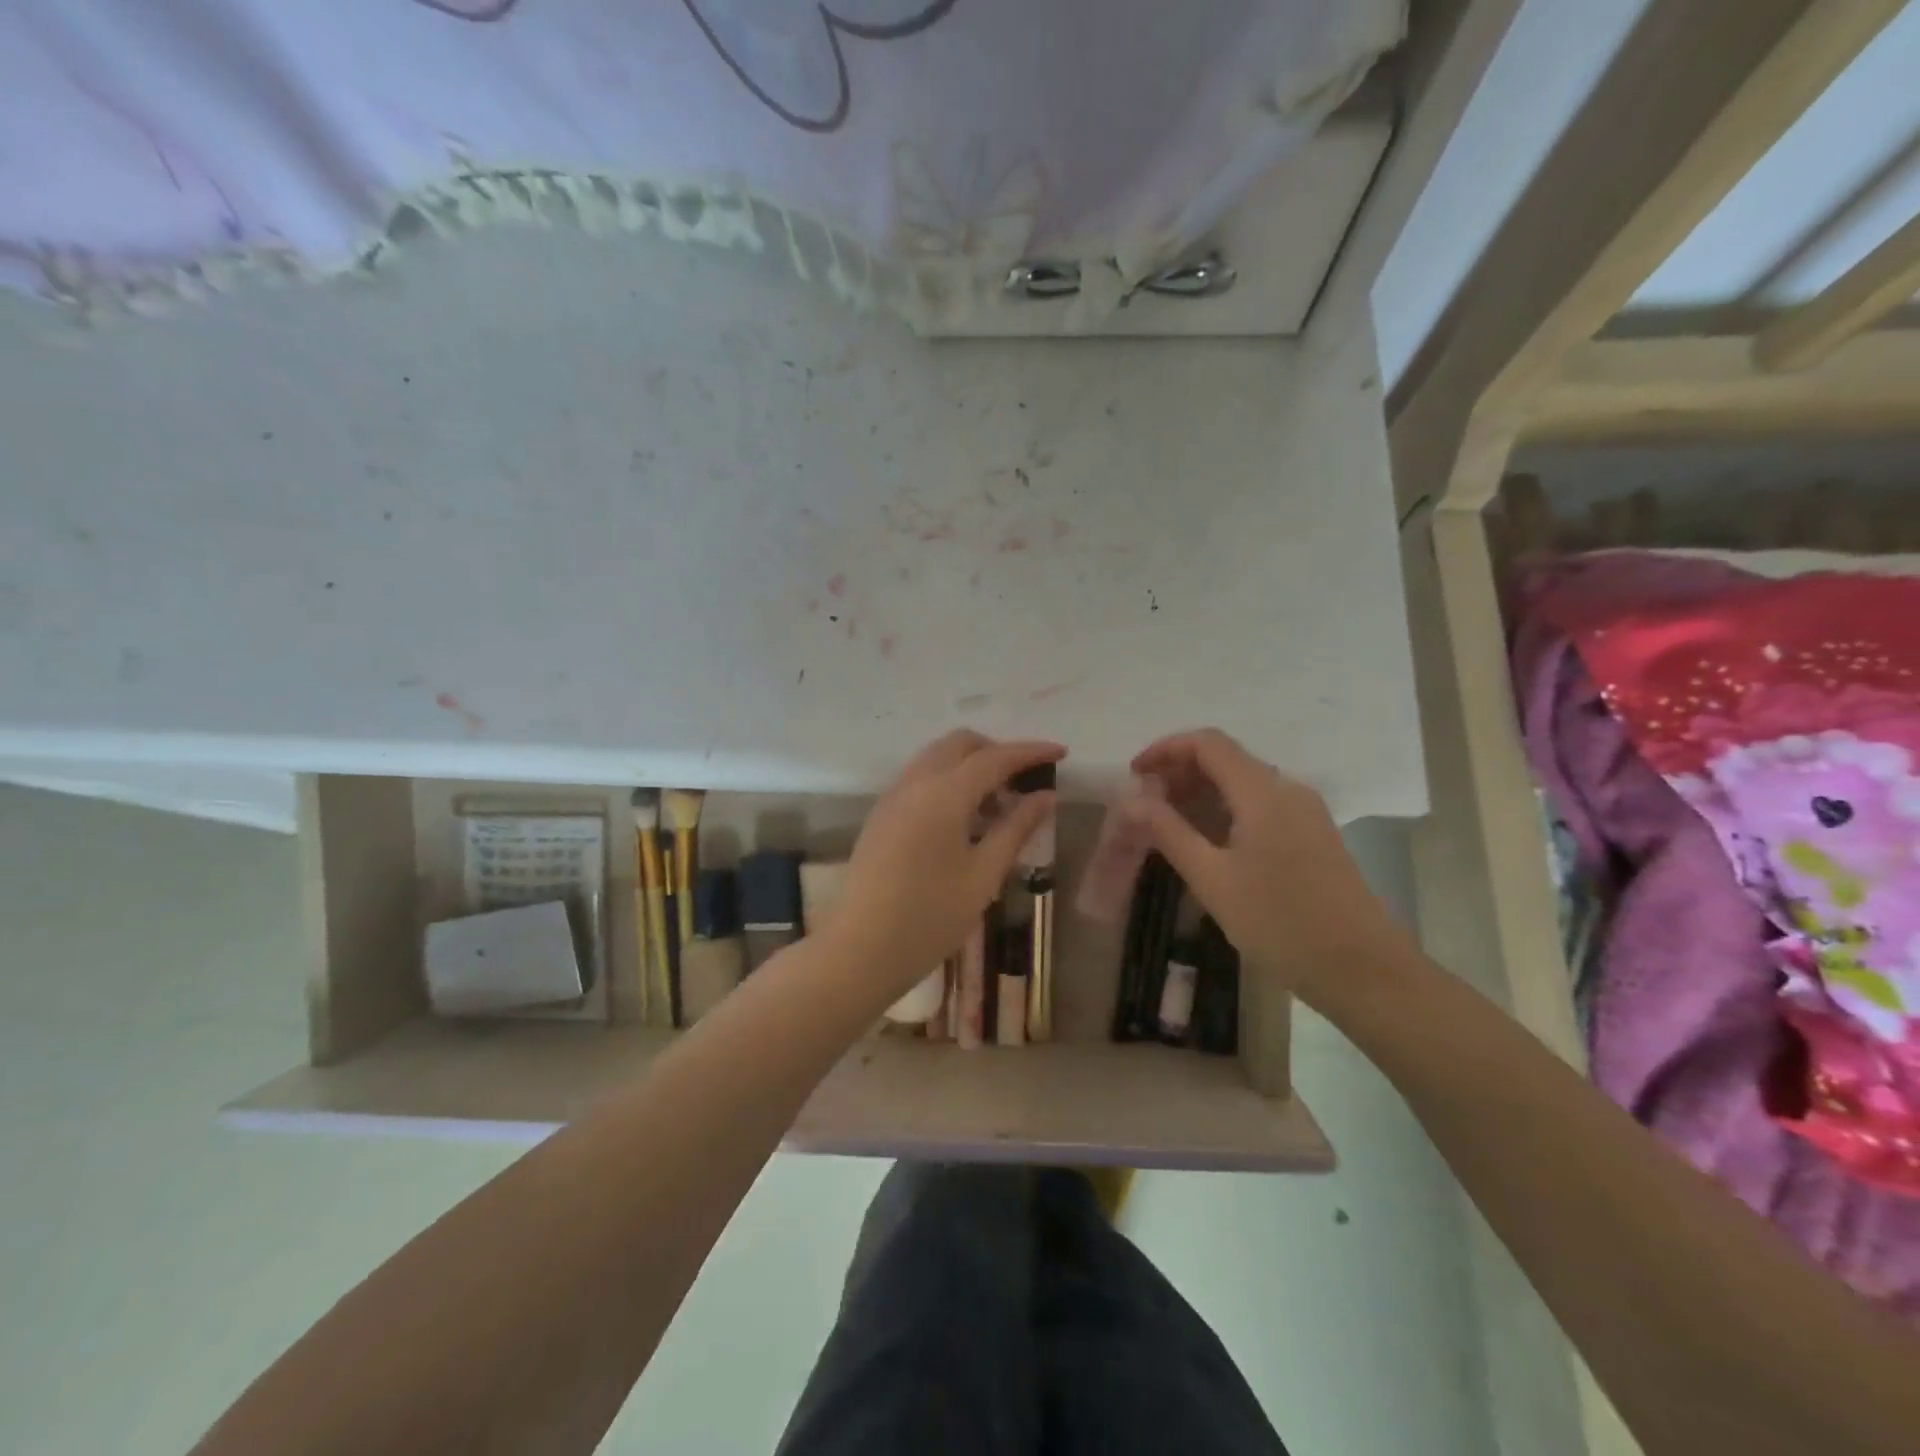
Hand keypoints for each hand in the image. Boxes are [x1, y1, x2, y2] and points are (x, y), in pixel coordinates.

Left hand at [832, 730, 1061, 1002]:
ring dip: (970, 766)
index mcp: (944, 794)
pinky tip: (963, 820)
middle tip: (1024, 782)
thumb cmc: (930, 917)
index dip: (1030, 752)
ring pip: (936, 758)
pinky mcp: (880, 815)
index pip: (994, 757)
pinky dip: (947, 781)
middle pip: (960, 744)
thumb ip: (1016, 829)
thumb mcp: (983, 876)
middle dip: (996, 751)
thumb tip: (1045, 797)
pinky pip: (919, 778)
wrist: (860, 950)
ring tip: (997, 806)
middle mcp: (914, 783)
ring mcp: (892, 797)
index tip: (1060, 752)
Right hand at [1130, 728, 1410, 1005]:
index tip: (1133, 776)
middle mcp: (1286, 789)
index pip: (1207, 743)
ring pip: (1241, 784)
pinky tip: (1204, 844)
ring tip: (1165, 827)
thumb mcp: (1213, 879)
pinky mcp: (1311, 835)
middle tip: (1144, 807)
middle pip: (1225, 759)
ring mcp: (1304, 812)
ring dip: (1199, 794)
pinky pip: (1258, 806)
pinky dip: (1223, 812)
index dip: (1165, 749)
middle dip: (1179, 773)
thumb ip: (1168, 832)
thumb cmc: (1281, 923)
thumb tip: (1131, 800)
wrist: (1364, 970)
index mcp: (1263, 791)